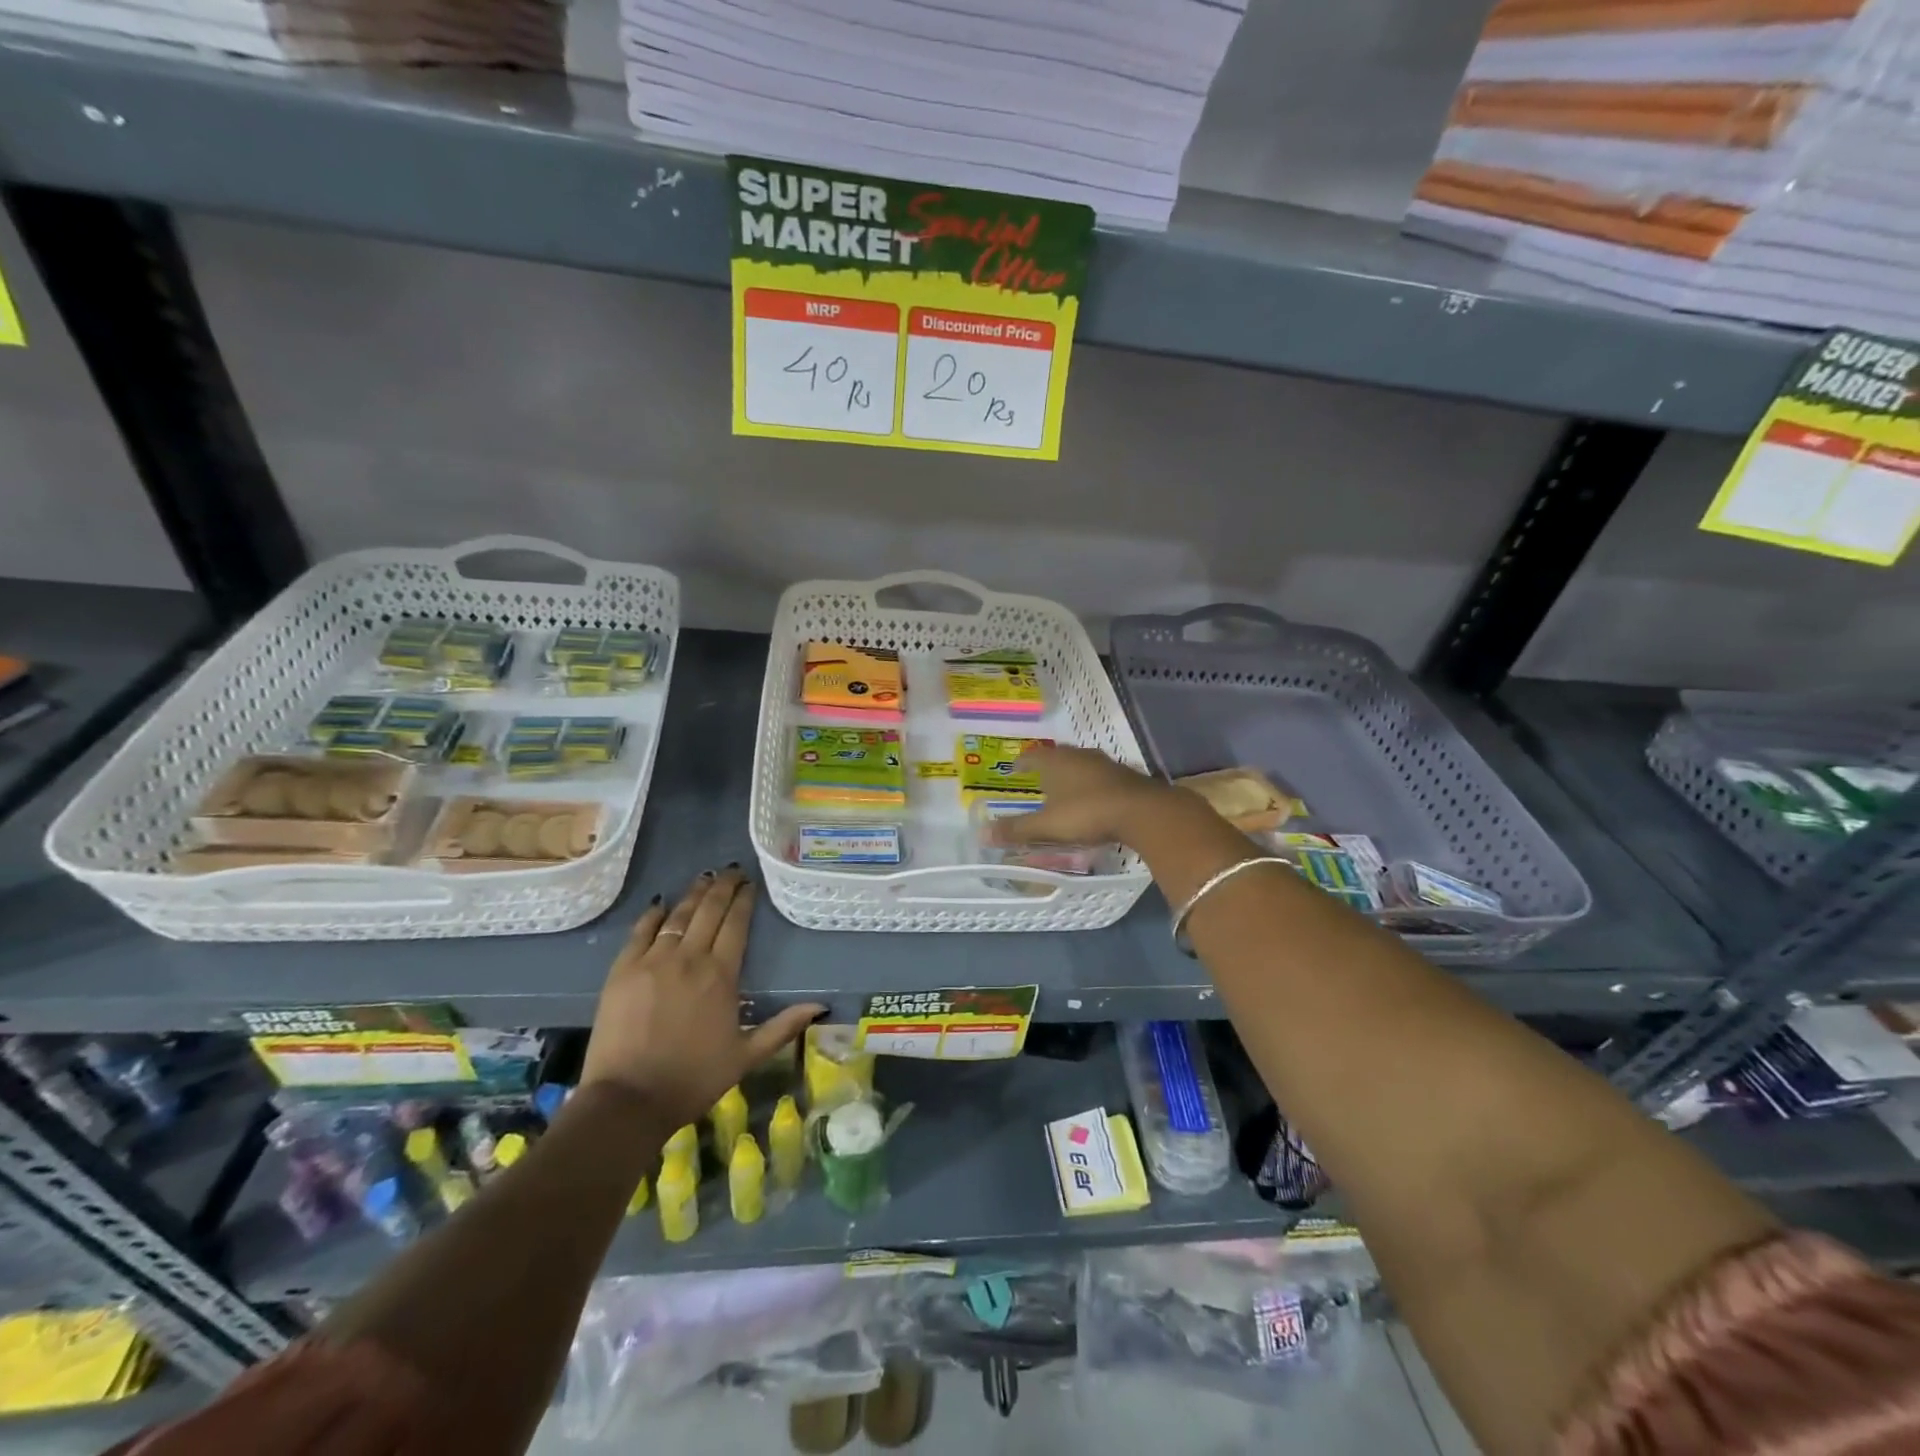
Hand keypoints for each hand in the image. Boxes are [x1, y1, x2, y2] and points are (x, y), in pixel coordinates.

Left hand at [579, 869, 822, 1126]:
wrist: (628, 1100)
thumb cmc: (693, 1079)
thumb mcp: (746, 1056)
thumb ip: (782, 1027)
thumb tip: (821, 1007)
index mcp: (721, 975)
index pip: (736, 925)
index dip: (744, 900)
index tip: (750, 884)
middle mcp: (689, 958)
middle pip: (709, 911)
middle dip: (722, 887)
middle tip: (731, 870)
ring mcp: (652, 961)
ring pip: (677, 916)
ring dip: (693, 894)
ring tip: (704, 878)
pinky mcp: (622, 971)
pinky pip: (640, 932)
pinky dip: (653, 915)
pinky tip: (660, 904)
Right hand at [989, 745, 1174, 849]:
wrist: (1142, 811)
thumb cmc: (1086, 813)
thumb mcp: (1047, 825)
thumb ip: (1017, 829)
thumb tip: (982, 833)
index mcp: (1056, 761)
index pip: (1032, 756)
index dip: (1022, 763)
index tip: (1015, 769)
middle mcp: (1079, 755)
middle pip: (1058, 756)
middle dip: (1047, 766)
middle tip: (1038, 778)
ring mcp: (1105, 763)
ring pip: (1081, 764)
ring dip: (1072, 774)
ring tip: (1064, 788)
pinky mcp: (1126, 776)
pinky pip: (1101, 777)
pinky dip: (1092, 785)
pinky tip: (1093, 798)